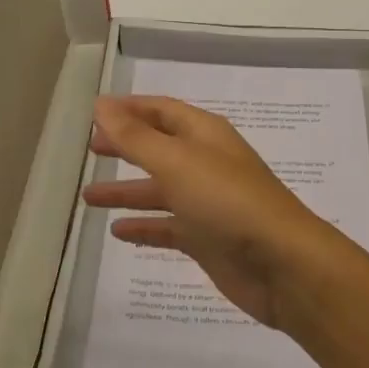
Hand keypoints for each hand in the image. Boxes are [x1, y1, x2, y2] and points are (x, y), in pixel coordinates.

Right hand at [82, 94, 357, 330]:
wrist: (280, 263)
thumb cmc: (227, 201)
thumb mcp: (176, 162)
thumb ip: (135, 136)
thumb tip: (101, 103)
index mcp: (204, 134)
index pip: (163, 110)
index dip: (130, 109)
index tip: (96, 112)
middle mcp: (206, 162)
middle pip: (160, 148)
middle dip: (127, 146)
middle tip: (90, 149)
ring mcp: (207, 202)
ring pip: (160, 190)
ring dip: (127, 191)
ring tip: (88, 196)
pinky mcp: (207, 239)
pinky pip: (168, 227)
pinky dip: (144, 226)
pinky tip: (118, 231)